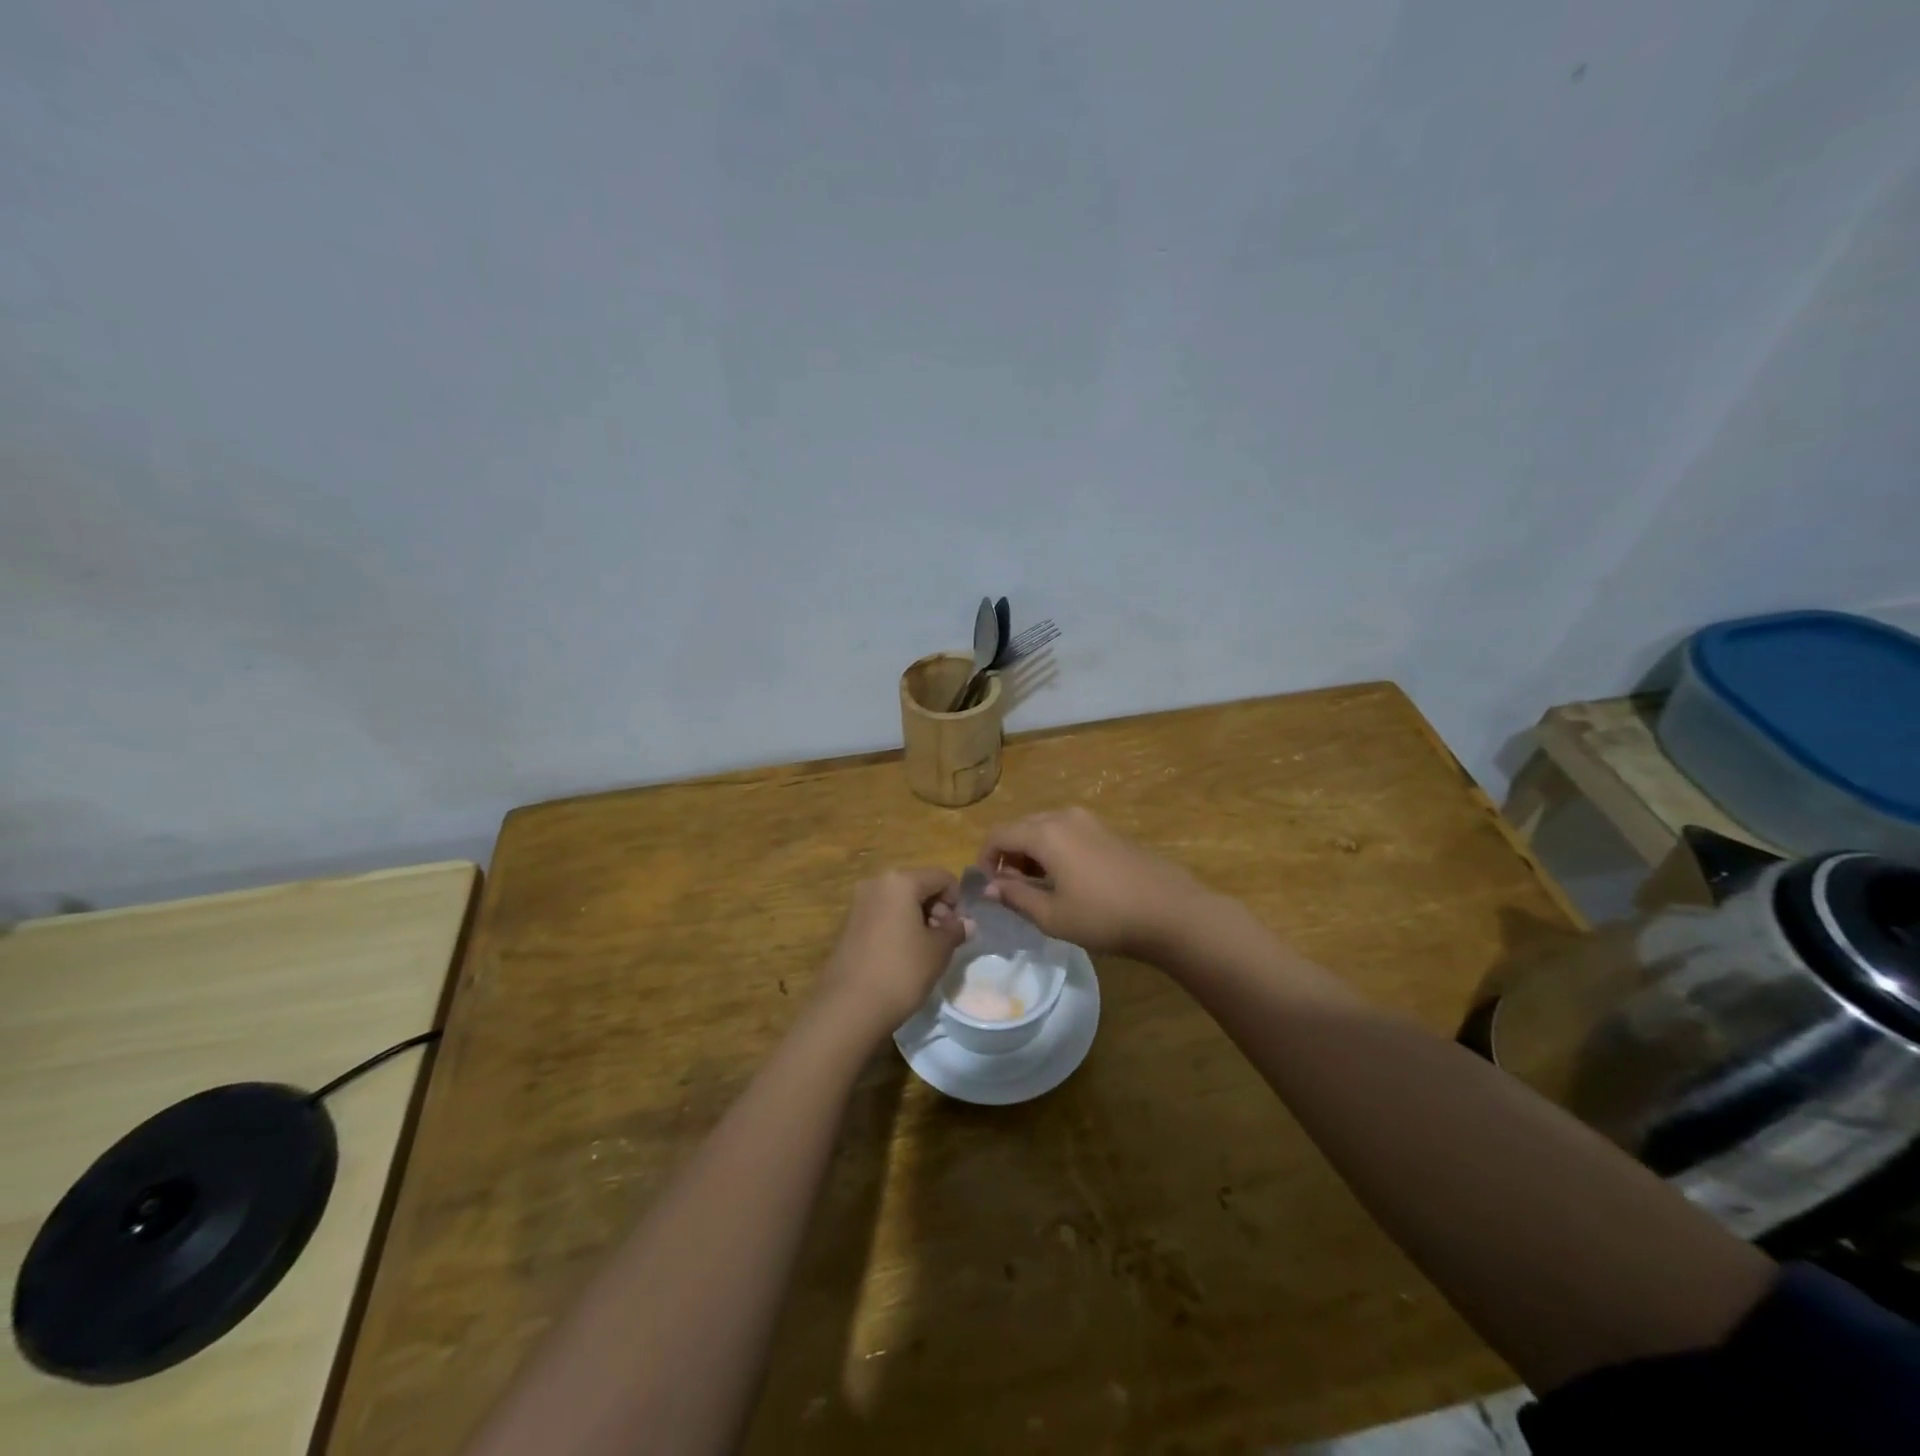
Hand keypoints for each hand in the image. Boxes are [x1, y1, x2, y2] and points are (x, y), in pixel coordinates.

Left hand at [816, 868, 967, 1037]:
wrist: (849, 1007)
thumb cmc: (901, 971)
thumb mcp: (938, 950)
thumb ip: (955, 930)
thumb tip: (967, 923)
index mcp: (900, 881)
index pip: (941, 877)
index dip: (957, 901)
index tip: (958, 929)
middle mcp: (876, 883)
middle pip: (919, 885)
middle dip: (937, 909)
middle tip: (944, 940)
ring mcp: (859, 903)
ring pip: (900, 901)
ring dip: (918, 919)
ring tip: (925, 951)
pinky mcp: (848, 924)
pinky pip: (883, 915)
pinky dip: (898, 927)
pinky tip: (902, 956)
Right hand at [977, 808, 1206, 960]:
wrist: (1171, 912)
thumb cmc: (1105, 917)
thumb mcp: (1052, 916)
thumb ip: (1016, 897)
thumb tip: (989, 887)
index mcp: (1045, 833)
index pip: (998, 834)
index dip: (984, 859)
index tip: (987, 888)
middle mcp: (1064, 816)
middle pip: (1021, 827)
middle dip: (1008, 855)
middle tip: (1011, 889)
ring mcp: (1089, 820)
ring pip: (1045, 828)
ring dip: (1031, 852)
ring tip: (1037, 887)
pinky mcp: (1108, 830)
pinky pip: (1067, 832)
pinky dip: (1054, 849)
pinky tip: (1066, 879)